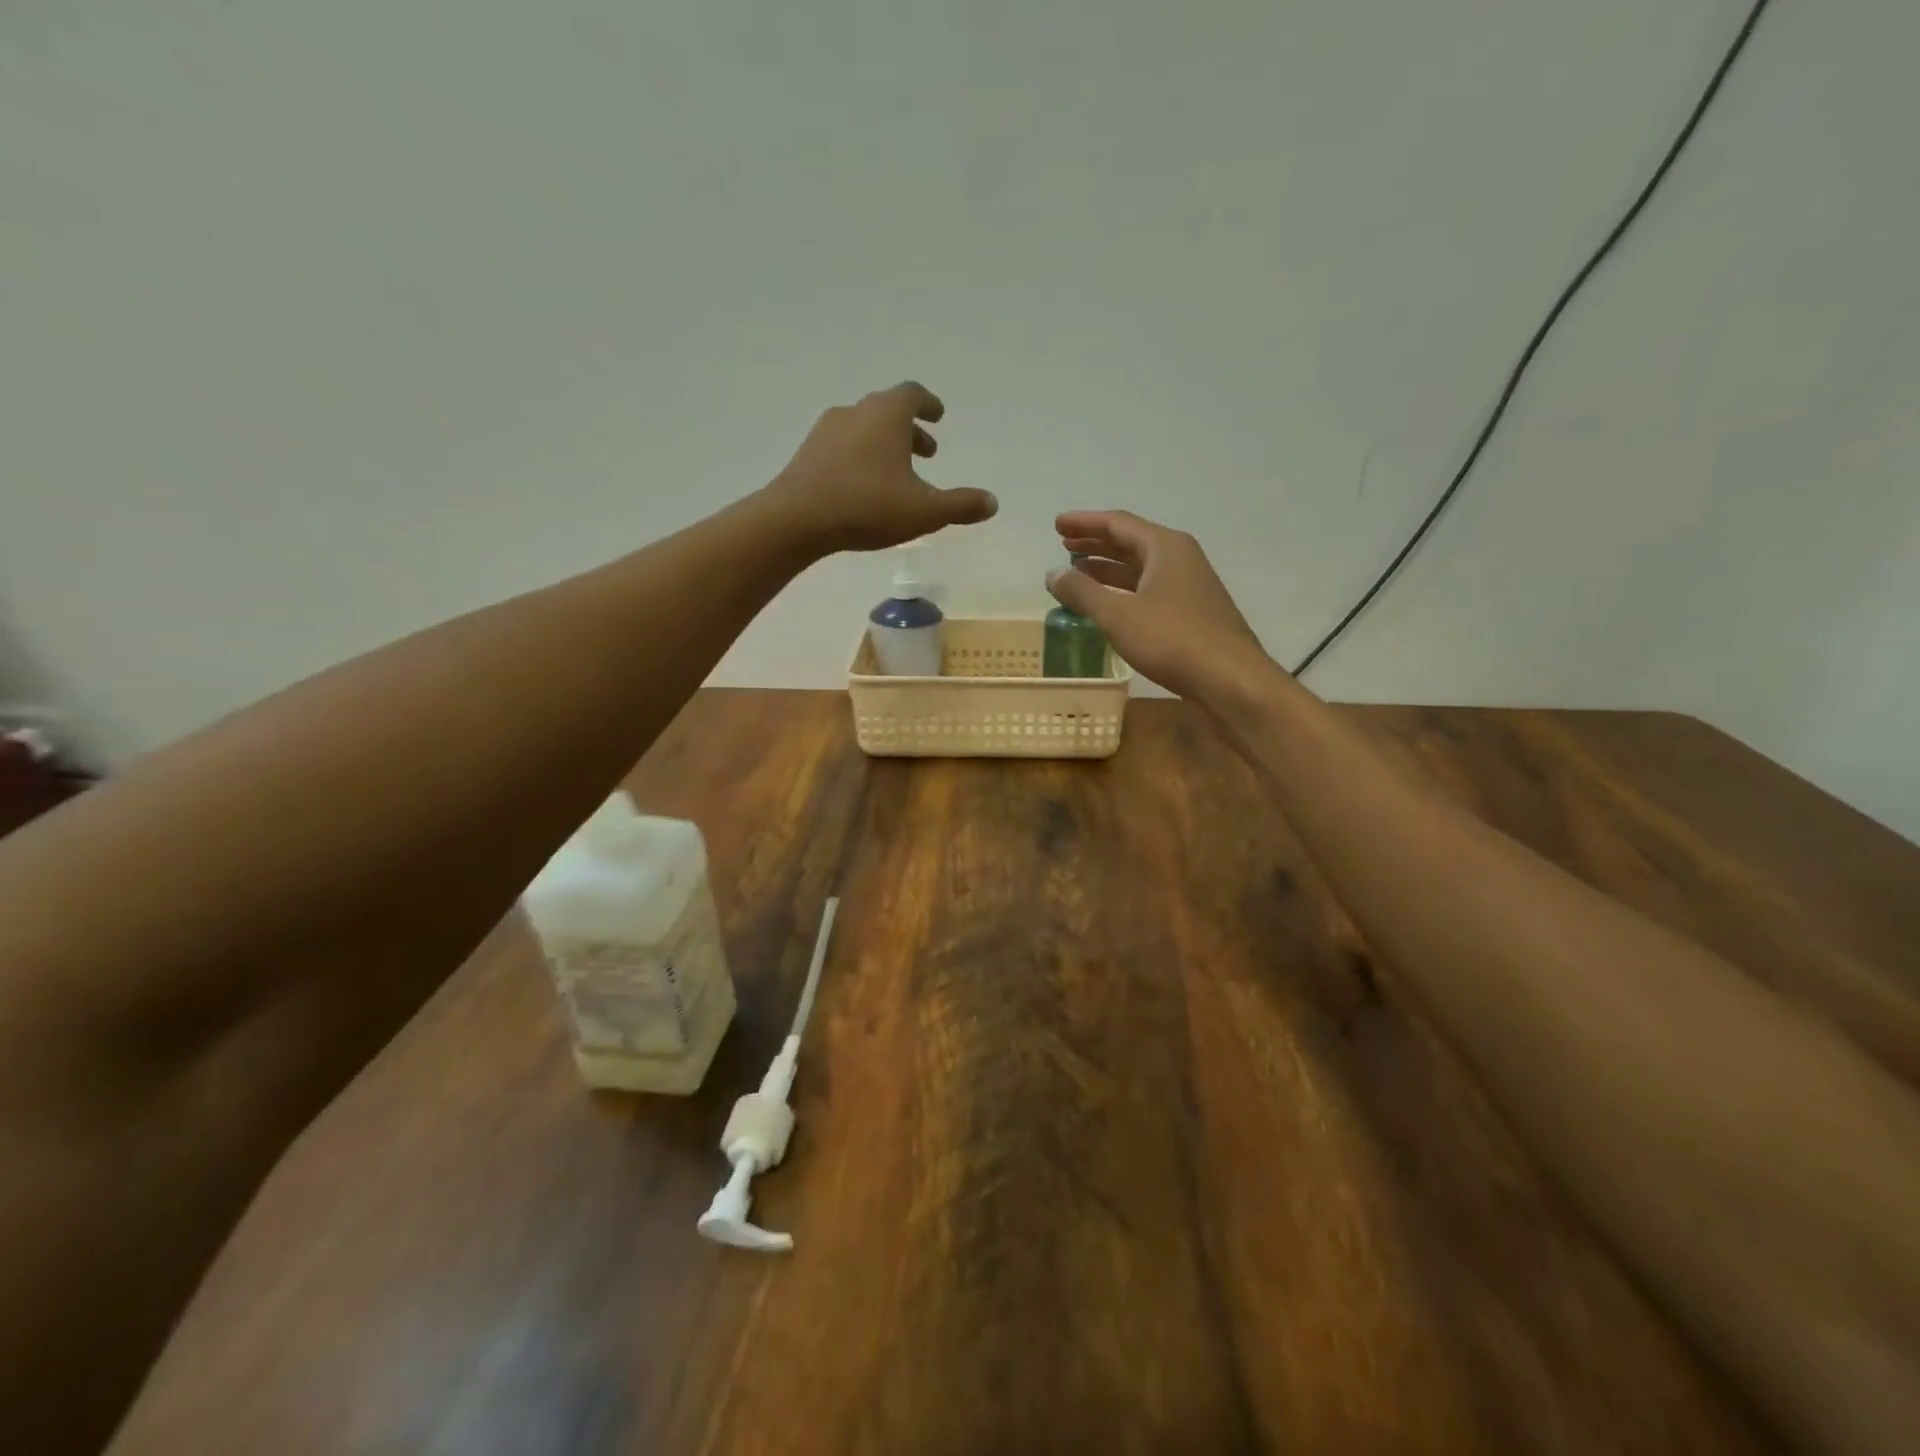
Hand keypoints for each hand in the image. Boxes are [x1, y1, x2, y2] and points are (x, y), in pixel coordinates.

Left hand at [767, 382, 997, 552]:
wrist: (797, 519)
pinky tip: (863, 487)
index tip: (938, 416)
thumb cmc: (868, 507)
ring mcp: (826, 432)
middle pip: (887, 411)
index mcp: (887, 414)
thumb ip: (960, 505)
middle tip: (927, 452)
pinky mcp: (807, 455)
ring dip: (884, 445)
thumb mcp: (925, 511)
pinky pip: (842, 448)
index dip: (929, 404)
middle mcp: (856, 413)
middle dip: (910, 430)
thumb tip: (992, 502)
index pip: (913, 394)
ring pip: (863, 430)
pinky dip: (860, 458)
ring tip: (896, 474)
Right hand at [1046, 510, 1271, 700]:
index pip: (1118, 523)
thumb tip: (1053, 574)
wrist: (1229, 678)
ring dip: (1108, 569)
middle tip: (1064, 545)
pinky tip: (1107, 605)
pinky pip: (1149, 590)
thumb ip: (1082, 592)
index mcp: (1165, 547)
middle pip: (1131, 542)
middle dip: (1096, 543)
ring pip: (1140, 569)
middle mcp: (1180, 558)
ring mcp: (1188, 585)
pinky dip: (1123, 591)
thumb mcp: (1118, 615)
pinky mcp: (1191, 612)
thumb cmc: (1171, 639)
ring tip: (1079, 573)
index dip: (1084, 523)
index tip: (1057, 525)